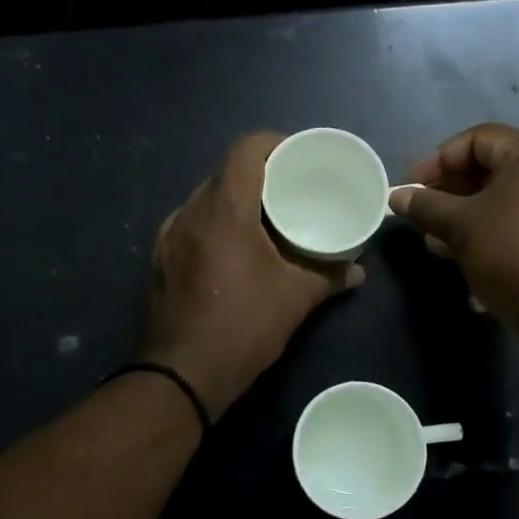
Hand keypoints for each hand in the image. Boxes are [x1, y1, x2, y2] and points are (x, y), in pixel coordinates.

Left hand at [137, 132, 363, 419]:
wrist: (182, 375)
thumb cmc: (243, 327)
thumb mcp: (295, 300)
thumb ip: (330, 277)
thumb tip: (358, 271)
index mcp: (224, 210)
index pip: (245, 150)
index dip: (274, 143)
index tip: (298, 156)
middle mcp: (190, 212)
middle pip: (225, 173)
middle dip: (258, 174)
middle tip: (289, 190)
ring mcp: (169, 236)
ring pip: (205, 198)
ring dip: (234, 200)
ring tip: (264, 218)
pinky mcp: (160, 259)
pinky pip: (191, 223)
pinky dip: (215, 223)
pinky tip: (234, 248)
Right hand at [389, 123, 518, 333]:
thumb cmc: (511, 252)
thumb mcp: (461, 226)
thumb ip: (426, 205)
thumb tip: (396, 196)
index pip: (476, 139)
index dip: (437, 159)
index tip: (412, 186)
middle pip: (489, 167)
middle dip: (448, 190)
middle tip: (421, 212)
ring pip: (500, 197)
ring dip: (462, 213)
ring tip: (433, 237)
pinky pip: (516, 218)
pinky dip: (486, 227)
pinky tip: (457, 250)